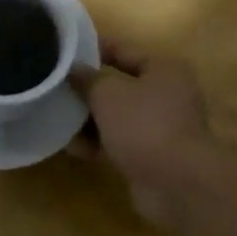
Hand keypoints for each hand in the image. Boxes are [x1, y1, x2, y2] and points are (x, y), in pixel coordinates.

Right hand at [76, 42, 216, 225]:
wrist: (177, 186)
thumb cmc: (144, 125)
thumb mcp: (107, 93)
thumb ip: (87, 79)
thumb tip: (74, 70)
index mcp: (164, 70)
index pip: (123, 51)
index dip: (94, 49)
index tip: (66, 51)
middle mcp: (167, 95)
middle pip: (120, 86)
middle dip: (89, 90)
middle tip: (58, 88)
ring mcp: (162, 129)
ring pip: (118, 117)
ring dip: (90, 120)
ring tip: (58, 118)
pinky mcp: (154, 158)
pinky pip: (121, 143)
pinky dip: (100, 143)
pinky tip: (73, 147)